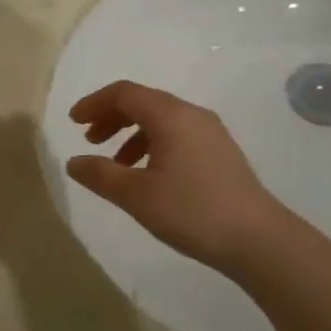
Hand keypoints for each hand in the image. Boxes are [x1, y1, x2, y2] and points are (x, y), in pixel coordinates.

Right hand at [65, 80, 288, 275]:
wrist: (257, 238)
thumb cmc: (191, 211)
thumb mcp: (137, 195)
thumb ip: (101, 175)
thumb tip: (74, 162)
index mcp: (170, 115)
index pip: (125, 93)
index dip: (95, 103)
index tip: (73, 122)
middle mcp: (192, 114)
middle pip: (144, 102)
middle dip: (112, 117)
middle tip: (89, 140)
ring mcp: (210, 132)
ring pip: (161, 120)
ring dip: (132, 134)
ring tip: (115, 164)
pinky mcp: (220, 151)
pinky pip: (178, 135)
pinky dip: (153, 145)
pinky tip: (147, 175)